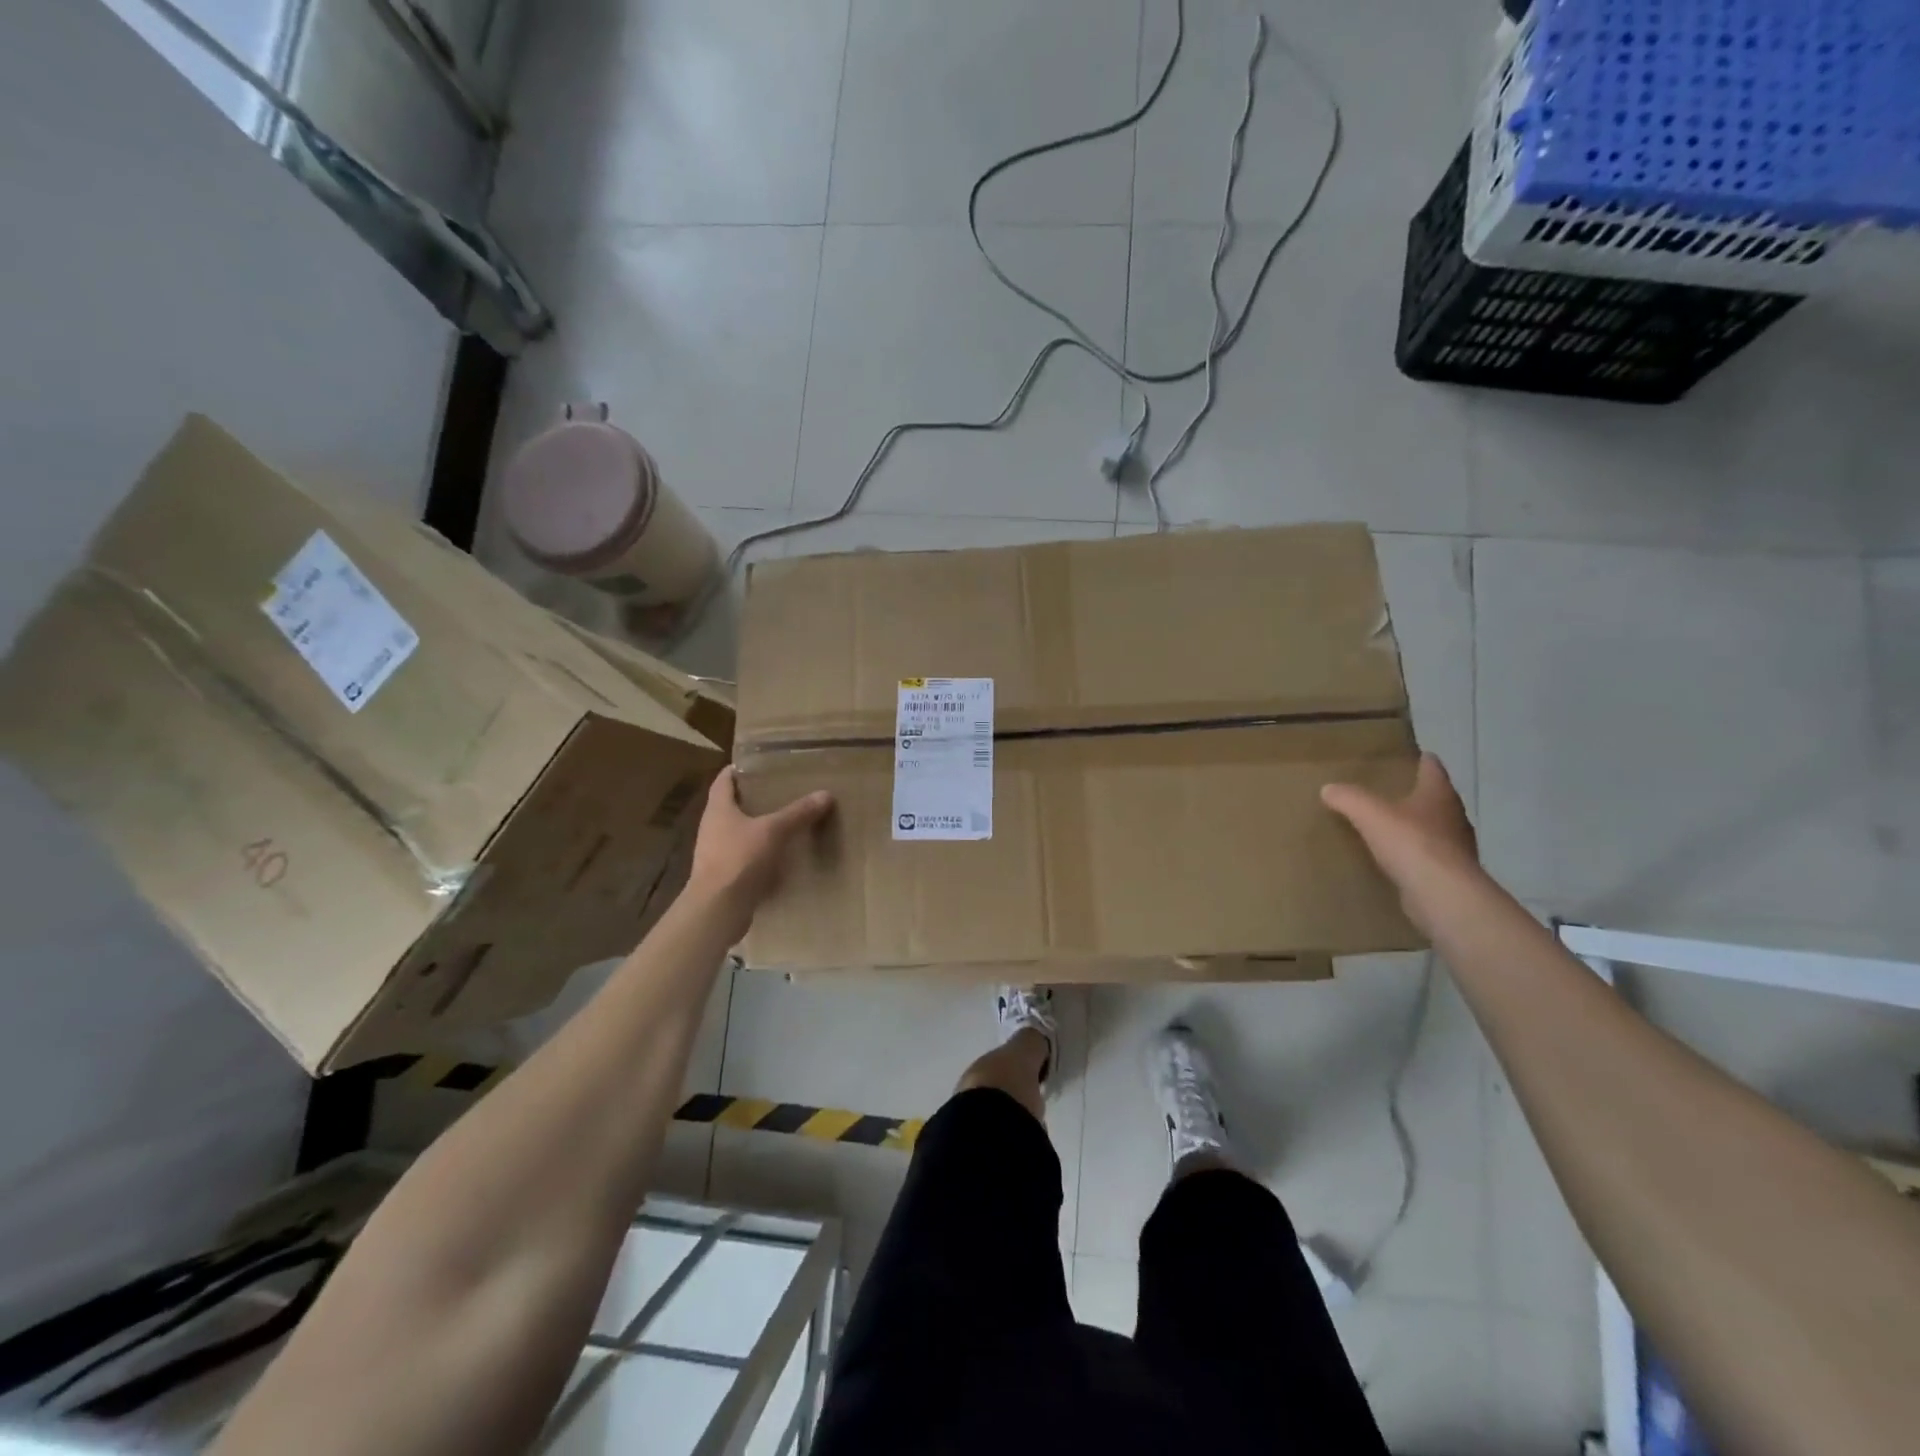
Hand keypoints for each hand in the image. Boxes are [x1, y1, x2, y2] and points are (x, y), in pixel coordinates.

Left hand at [686, 767, 832, 935]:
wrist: (718, 909)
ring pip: (738, 832)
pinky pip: (744, 857)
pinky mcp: (724, 876)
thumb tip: (825, 794)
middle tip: (781, 790)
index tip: (760, 763)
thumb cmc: (740, 859)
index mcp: (718, 809)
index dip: (739, 769)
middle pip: (731, 805)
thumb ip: (798, 813)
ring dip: (757, 827)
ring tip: (785, 821)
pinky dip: (760, 853)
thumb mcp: (774, 831)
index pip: (724, 779)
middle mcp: (712, 827)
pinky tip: (781, 855)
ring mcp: (716, 853)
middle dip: (754, 798)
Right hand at [1321, 753, 1480, 934]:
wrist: (1442, 894)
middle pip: (1438, 799)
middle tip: (1397, 792)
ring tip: (1394, 827)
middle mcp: (1454, 817)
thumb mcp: (1369, 814)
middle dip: (1421, 796)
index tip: (1418, 756)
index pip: (1434, 769)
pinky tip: (1399, 860)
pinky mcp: (1451, 875)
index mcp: (1439, 795)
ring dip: (1420, 827)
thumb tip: (1328, 788)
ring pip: (1437, 829)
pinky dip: (1416, 855)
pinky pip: (1430, 857)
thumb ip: (1348, 798)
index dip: (1425, 761)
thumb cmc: (1410, 843)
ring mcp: (1457, 848)